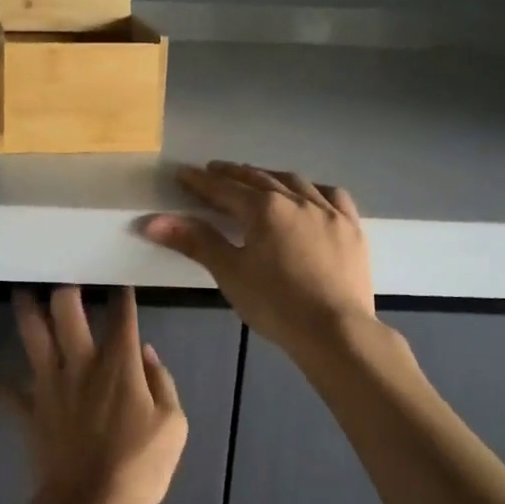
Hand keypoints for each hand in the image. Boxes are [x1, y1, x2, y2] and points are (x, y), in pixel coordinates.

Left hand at [0, 287, 187, 503]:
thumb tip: (146, 352)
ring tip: (21, 290)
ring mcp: (50, 383)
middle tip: (62, 271)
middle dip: (65, 287)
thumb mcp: (174, 425)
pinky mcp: (29, 409)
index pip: (122, 315)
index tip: (119, 279)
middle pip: (67, 310)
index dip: (122, 294)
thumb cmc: (140, 467)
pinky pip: (1, 390)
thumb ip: (162, 381)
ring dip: (25, 309)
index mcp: (119, 363)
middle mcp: (81, 362)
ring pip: (33, 335)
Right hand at [144, 161, 375, 360]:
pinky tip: (309, 195)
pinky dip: (313, 190)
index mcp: (264, 208)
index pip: (224, 188)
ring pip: (294, 182)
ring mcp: (328, 212)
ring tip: (256, 177)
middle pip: (257, 179)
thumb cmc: (276, 304)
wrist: (337, 332)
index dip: (200, 181)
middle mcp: (296, 200)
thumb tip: (152, 222)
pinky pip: (332, 196)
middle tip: (213, 171)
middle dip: (232, 174)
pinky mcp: (351, 228)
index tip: (182, 173)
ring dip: (269, 176)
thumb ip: (195, 241)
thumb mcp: (230, 272)